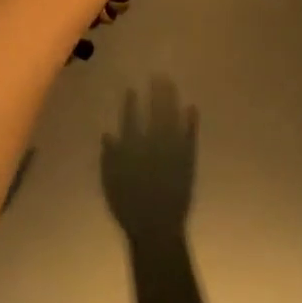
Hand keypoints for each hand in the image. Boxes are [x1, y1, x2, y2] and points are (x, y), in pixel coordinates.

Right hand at [101, 81, 197, 241]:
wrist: (157, 227)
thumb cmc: (129, 207)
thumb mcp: (111, 183)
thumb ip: (110, 158)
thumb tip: (109, 134)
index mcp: (132, 149)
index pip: (130, 120)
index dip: (131, 104)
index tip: (132, 89)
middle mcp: (152, 144)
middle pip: (154, 113)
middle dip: (156, 93)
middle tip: (158, 76)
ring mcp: (172, 150)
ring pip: (172, 118)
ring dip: (172, 100)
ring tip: (171, 84)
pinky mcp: (187, 159)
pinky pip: (189, 135)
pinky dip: (191, 121)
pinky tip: (192, 108)